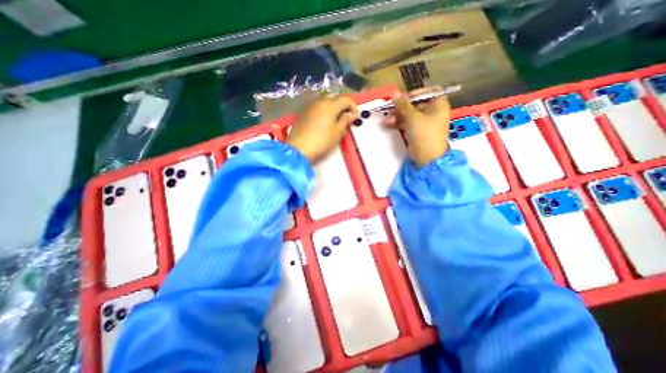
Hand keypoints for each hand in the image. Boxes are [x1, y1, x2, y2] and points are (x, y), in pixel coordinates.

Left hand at [286, 92, 358, 162]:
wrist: (298, 149)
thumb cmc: (321, 142)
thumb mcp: (337, 132)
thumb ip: (345, 120)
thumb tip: (353, 113)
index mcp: (330, 105)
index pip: (346, 99)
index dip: (353, 106)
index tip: (355, 117)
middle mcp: (319, 101)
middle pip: (334, 97)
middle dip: (342, 105)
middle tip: (346, 117)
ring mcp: (309, 106)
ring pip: (324, 100)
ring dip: (333, 106)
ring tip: (335, 119)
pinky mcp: (303, 112)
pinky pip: (316, 106)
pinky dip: (323, 110)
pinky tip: (324, 120)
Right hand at [385, 85, 452, 166]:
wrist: (427, 157)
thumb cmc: (424, 134)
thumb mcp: (413, 117)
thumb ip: (403, 105)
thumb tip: (394, 92)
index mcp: (438, 105)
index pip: (429, 92)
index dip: (416, 93)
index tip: (403, 98)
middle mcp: (433, 112)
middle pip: (416, 104)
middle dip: (402, 107)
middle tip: (390, 109)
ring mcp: (425, 123)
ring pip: (410, 115)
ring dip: (397, 116)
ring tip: (386, 120)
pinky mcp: (418, 132)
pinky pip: (408, 124)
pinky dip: (399, 123)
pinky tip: (388, 124)